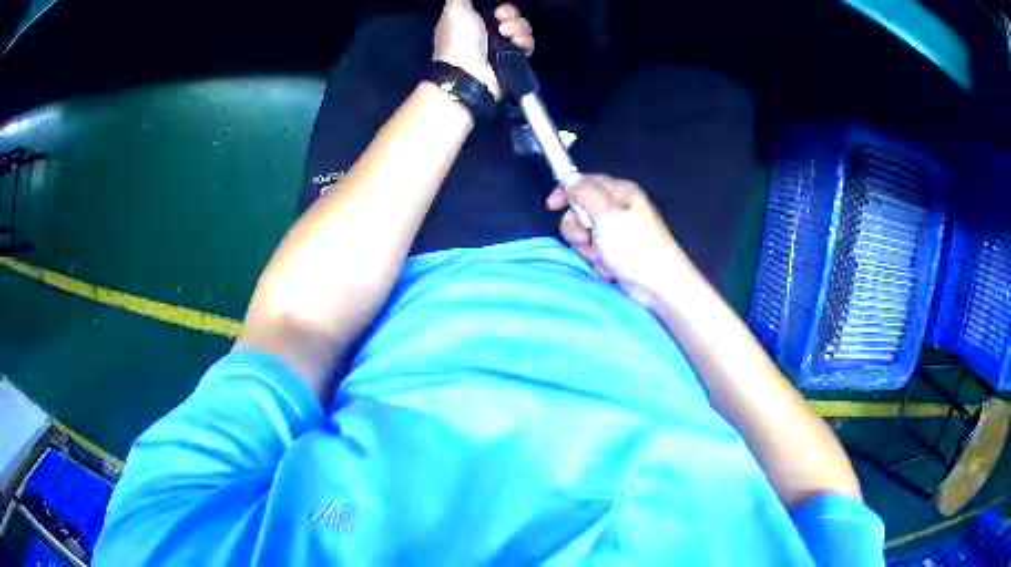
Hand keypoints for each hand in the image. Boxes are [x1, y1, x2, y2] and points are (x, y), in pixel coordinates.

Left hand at [433, 0, 534, 98]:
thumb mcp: (455, 10)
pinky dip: (525, 42)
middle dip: (509, 13)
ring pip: (521, 26)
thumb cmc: (458, 41)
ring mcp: (501, 45)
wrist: (469, 76)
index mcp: (470, 17)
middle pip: (509, 12)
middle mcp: (486, 30)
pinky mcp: (513, 58)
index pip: (492, 4)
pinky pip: (528, 43)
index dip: (499, 2)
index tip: (498, 3)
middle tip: (499, 19)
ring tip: (506, 35)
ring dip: (517, 28)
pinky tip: (516, 44)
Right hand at [547, 174, 688, 306]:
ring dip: (589, 250)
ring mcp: (619, 233)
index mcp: (620, 192)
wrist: (660, 285)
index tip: (551, 207)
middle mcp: (619, 208)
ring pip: (586, 236)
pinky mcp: (619, 253)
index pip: (585, 182)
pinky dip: (600, 262)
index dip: (566, 191)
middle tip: (588, 240)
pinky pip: (596, 253)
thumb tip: (569, 176)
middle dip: (578, 230)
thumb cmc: (634, 246)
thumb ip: (584, 193)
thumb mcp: (605, 214)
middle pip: (581, 211)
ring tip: (605, 259)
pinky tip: (611, 270)